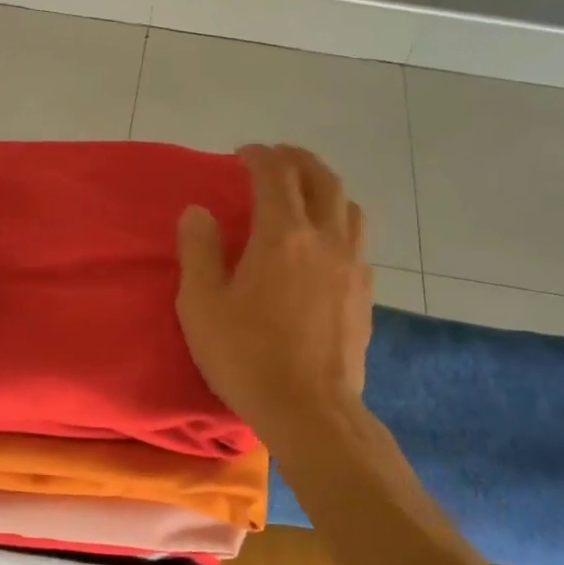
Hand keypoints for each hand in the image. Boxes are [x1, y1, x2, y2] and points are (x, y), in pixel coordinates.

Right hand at [176, 144, 372, 440]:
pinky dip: (339, 222)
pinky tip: (325, 243)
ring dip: (325, 188)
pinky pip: (358, 238)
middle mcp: (325, 238)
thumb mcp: (202, 306)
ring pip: (348, 205)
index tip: (242, 155)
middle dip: (297, 160)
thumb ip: (198, 251)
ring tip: (304, 194)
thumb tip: (199, 212)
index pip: (275, 174)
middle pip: (321, 178)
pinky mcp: (365, 291)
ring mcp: (352, 264)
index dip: (258, 156)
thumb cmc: (247, 357)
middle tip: (276, 159)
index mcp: (282, 235)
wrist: (311, 409)